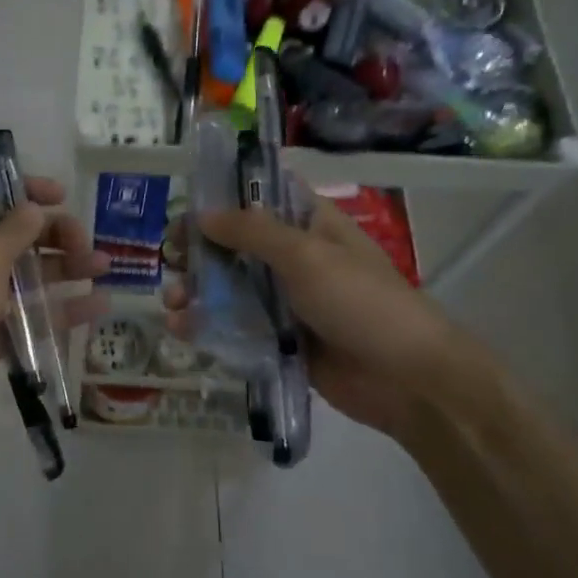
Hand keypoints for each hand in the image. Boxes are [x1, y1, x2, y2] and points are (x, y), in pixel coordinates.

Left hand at [0, 177, 107, 453]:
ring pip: (29, 278)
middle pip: (15, 238)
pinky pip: (32, 317)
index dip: (22, 190)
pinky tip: (98, 307)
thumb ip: (12, 231)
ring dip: (66, 269)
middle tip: (86, 244)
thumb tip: (33, 207)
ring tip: (104, 268)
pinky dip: (63, 311)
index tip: (60, 196)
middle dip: (53, 235)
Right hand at [163, 197, 481, 444]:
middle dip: (199, 250)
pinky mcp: (280, 340)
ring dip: (196, 290)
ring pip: (230, 288)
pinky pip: (237, 327)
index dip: (222, 197)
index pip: (261, 197)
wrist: (407, 380)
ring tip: (173, 302)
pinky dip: (208, 326)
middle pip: (235, 244)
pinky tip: (182, 329)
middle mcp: (295, 258)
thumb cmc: (361, 302)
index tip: (186, 208)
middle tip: (170, 259)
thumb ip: (252, 232)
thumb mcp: (306, 256)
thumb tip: (202, 215)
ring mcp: (287, 302)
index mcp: (310, 225)